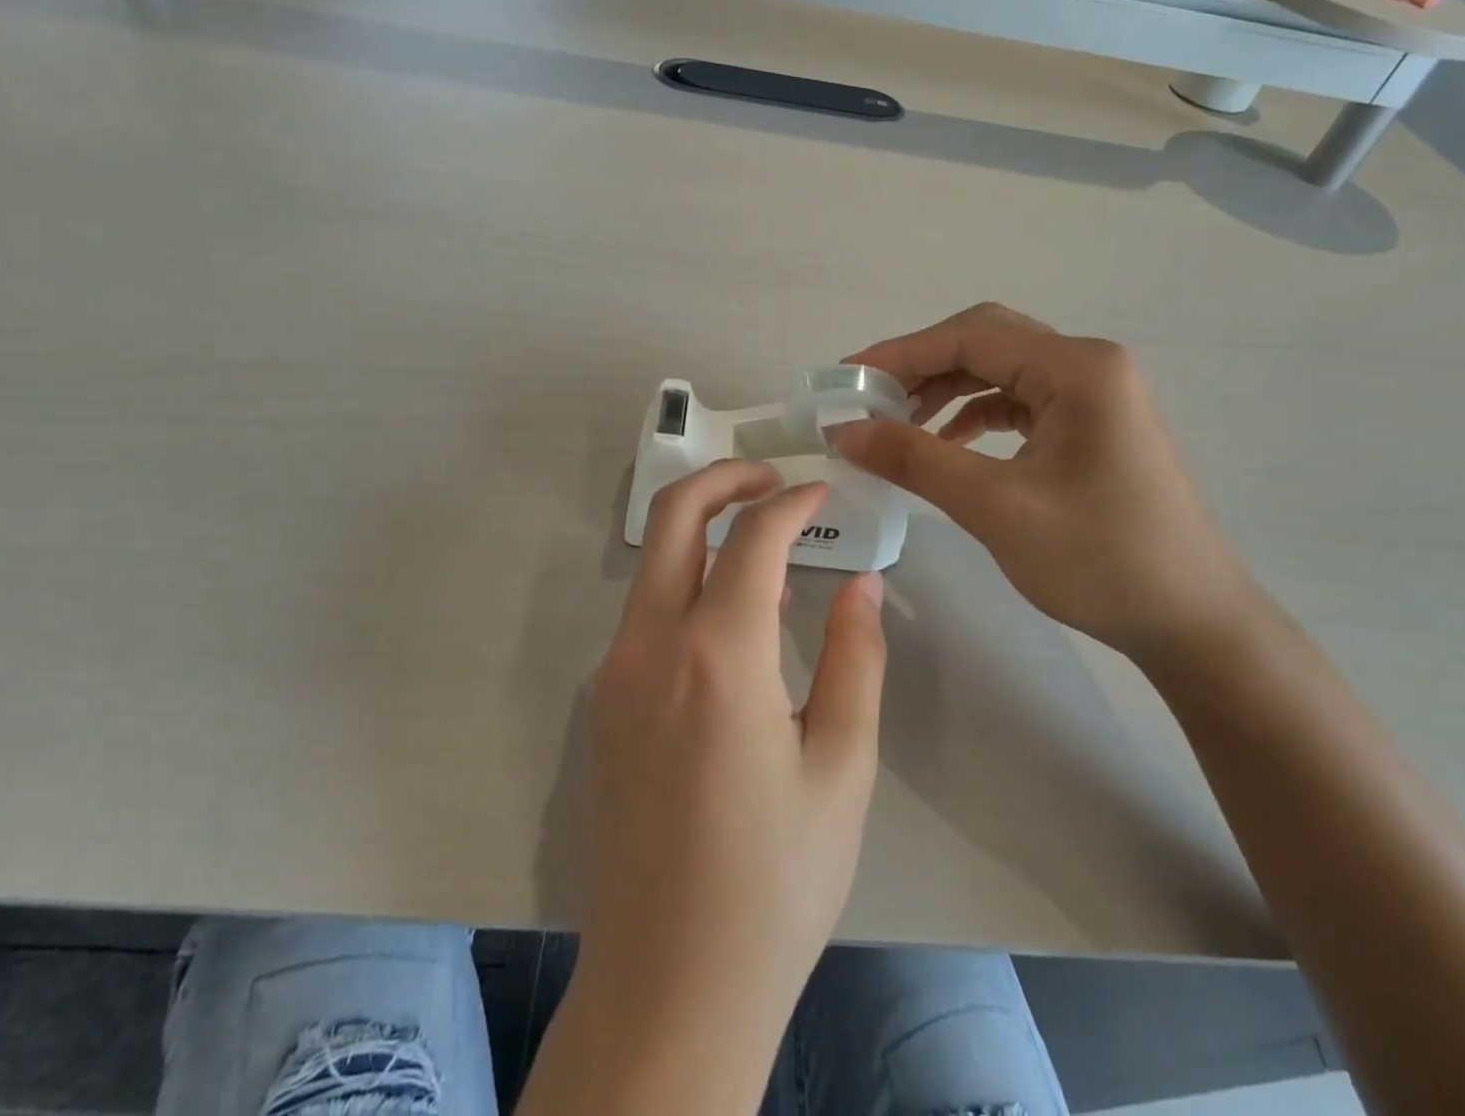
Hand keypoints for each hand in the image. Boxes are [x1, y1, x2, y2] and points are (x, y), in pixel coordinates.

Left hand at [577, 460, 886, 1055]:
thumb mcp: (843, 768)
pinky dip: (684, 581)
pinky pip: (643, 612)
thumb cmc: (775, 882)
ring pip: (653, 563)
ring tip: (760, 537)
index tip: (822, 492)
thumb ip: (856, 658)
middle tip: (773, 479)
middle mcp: (650, 647)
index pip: (753, 539)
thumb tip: (862, 582)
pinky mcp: (603, 704)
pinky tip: (728, 615)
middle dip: (723, 479)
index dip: (791, 503)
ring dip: (702, 529)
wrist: (669, 986)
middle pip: (674, 518)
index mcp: (718, 658)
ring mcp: (614, 674)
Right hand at [829, 303, 1268, 663]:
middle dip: (921, 367)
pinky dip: (975, 415)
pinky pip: (1020, 402)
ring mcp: (1095, 396)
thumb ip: (915, 460)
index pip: (971, 336)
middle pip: (986, 342)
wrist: (1192, 622)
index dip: (900, 353)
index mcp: (1078, 368)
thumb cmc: (1100, 560)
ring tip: (898, 424)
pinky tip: (948, 442)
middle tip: (869, 400)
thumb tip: (844, 430)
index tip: (846, 380)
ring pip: (1001, 371)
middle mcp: (1089, 366)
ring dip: (946, 390)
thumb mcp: (996, 507)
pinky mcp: (1091, 426)